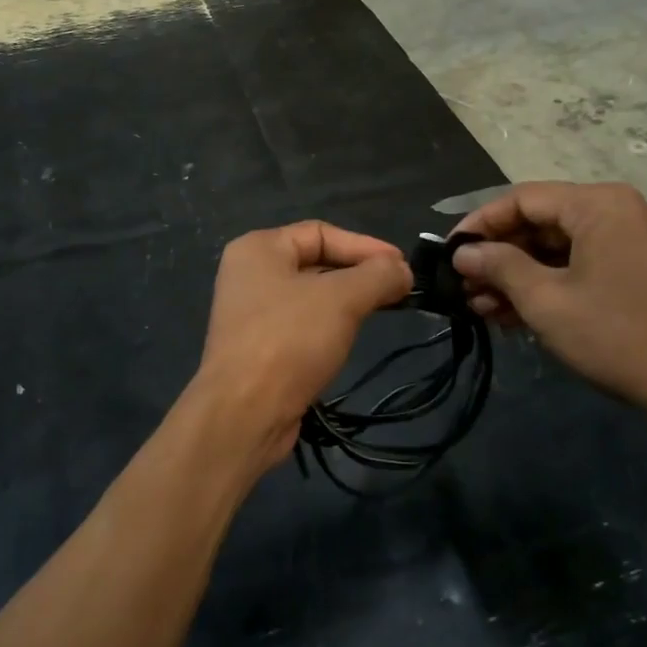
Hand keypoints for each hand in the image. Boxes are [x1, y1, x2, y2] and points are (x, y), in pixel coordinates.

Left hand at [194, 222, 412, 469]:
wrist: (244, 413)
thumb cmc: (289, 340)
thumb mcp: (342, 299)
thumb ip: (378, 275)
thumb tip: (403, 270)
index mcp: (258, 248)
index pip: (321, 232)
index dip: (365, 246)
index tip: (403, 268)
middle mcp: (250, 274)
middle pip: (316, 262)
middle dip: (359, 274)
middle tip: (400, 290)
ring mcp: (251, 313)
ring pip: (311, 296)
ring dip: (348, 301)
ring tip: (384, 310)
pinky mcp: (259, 347)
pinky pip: (302, 324)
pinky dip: (330, 326)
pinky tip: (351, 337)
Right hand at [451, 182, 646, 433]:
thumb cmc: (615, 334)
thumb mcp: (545, 299)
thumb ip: (499, 266)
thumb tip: (462, 253)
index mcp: (597, 204)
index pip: (522, 199)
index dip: (479, 224)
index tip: (449, 253)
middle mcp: (615, 211)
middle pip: (539, 222)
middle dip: (498, 256)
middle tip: (463, 287)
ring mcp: (628, 241)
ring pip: (555, 247)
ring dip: (516, 276)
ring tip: (481, 307)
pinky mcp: (633, 270)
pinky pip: (577, 265)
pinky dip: (545, 285)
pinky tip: (511, 314)